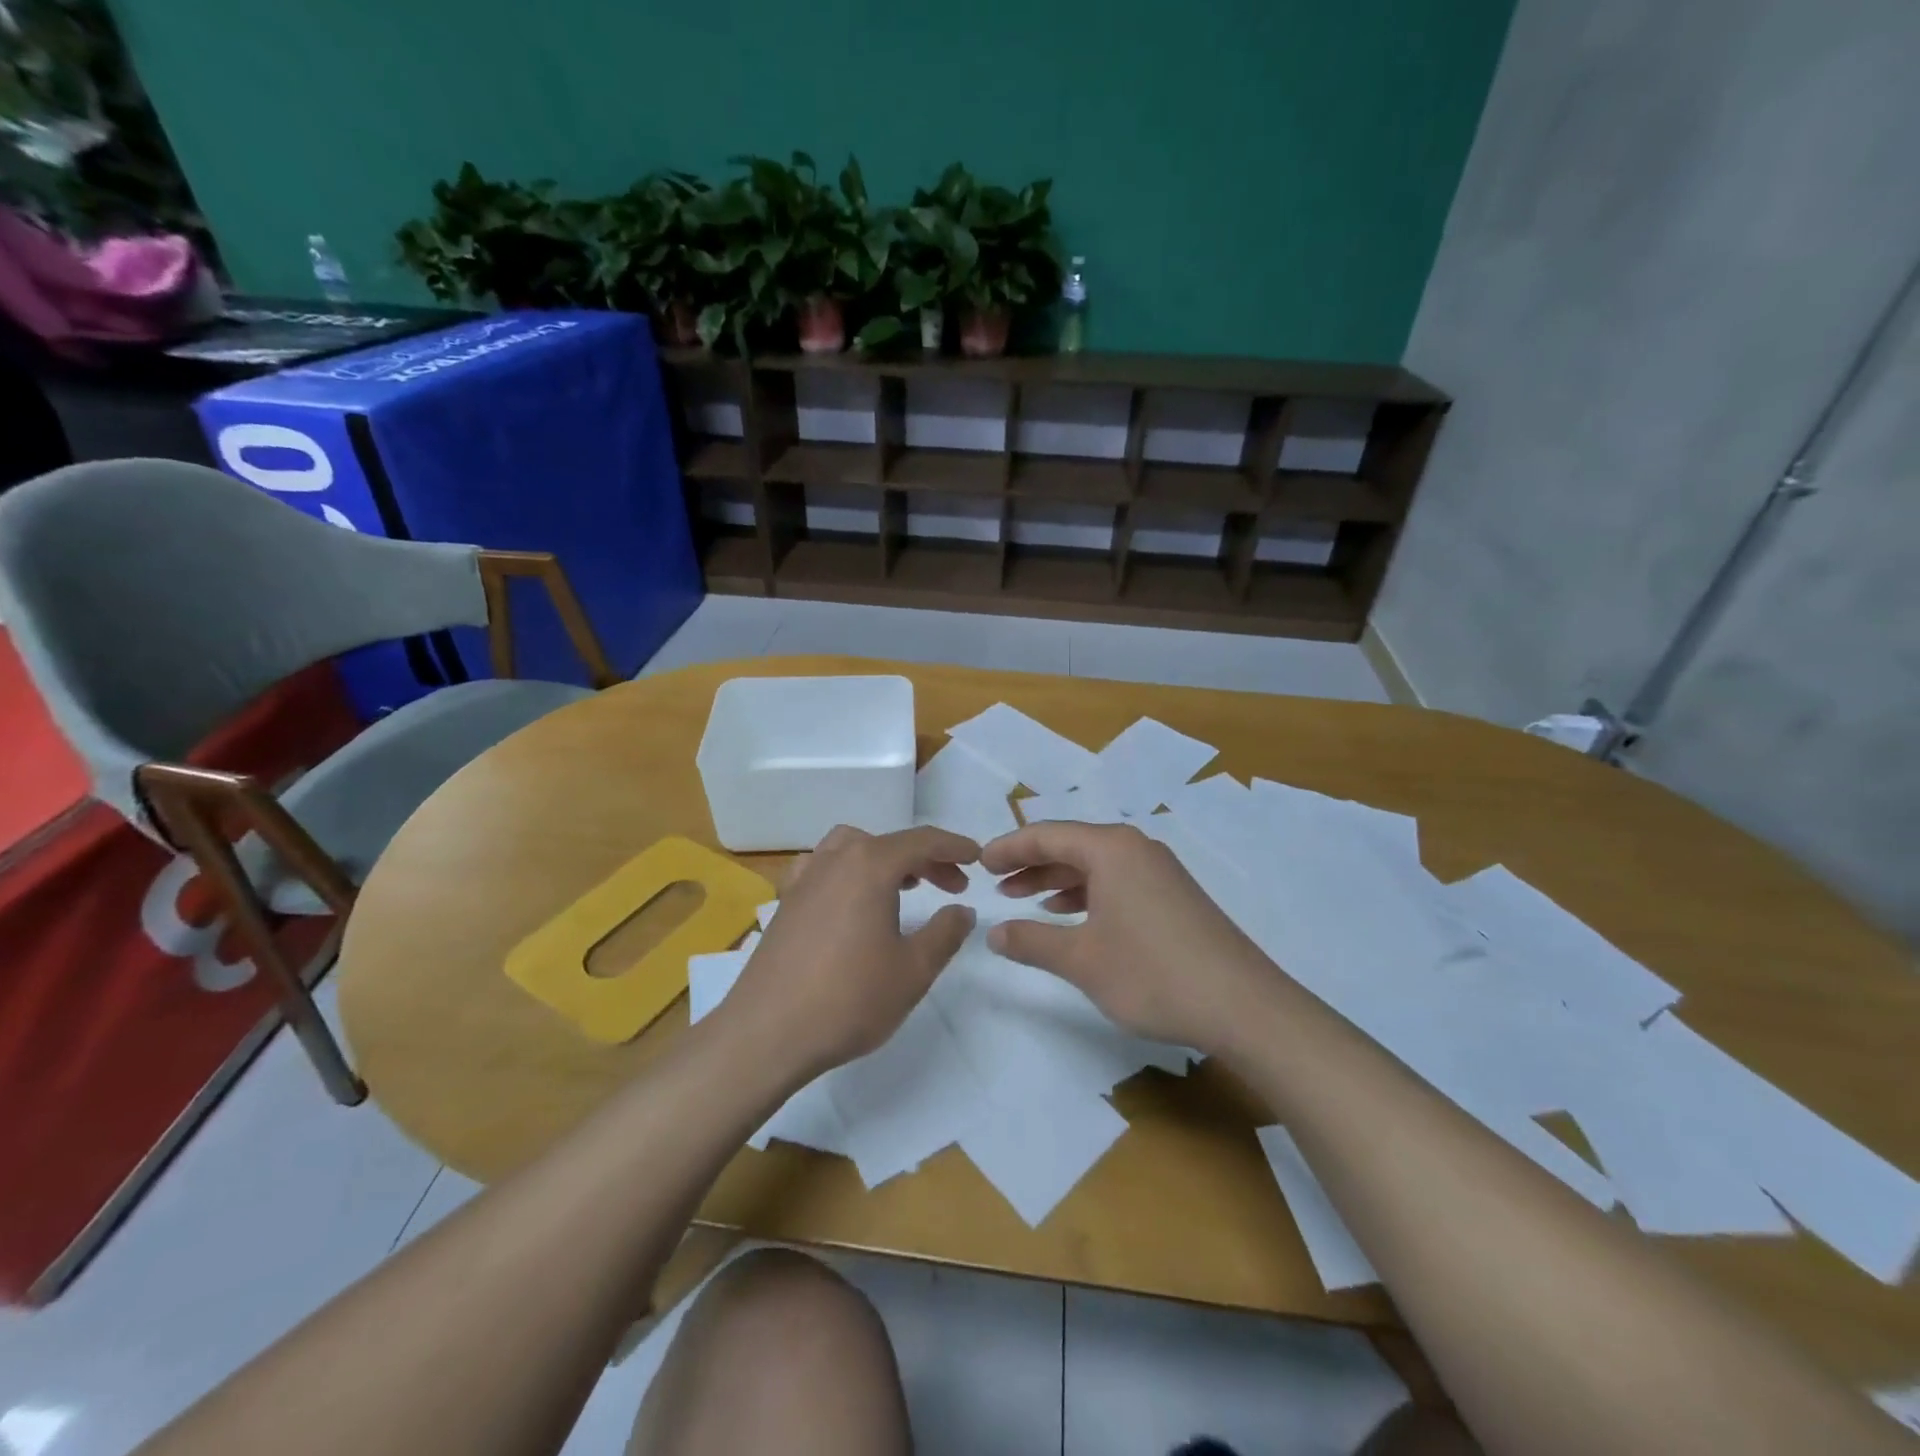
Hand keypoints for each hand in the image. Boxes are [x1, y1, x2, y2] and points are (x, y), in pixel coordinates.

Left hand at [721, 825, 979, 1079]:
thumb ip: (945, 933)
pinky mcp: (786, 902)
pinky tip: (851, 900)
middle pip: (888, 843)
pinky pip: (823, 868)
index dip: (954, 847)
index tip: (978, 858)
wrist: (767, 1033)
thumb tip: (962, 909)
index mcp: (870, 866)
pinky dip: (848, 871)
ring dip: (885, 859)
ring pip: (852, 848)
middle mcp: (835, 860)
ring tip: (905, 886)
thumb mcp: (913, 970)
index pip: (922, 841)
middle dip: (925, 858)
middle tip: (952, 886)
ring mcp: (805, 878)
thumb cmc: (849, 999)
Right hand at [979, 821, 1279, 1054]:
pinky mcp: (1173, 895)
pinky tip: (1071, 917)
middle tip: (996, 884)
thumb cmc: (1153, 974)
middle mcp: (1136, 848)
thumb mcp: (1082, 959)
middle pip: (1071, 845)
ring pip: (1095, 864)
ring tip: (1025, 900)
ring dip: (1057, 880)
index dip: (1009, 847)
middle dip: (1031, 863)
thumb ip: (1032, 941)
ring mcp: (1159, 871)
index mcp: (1111, 849)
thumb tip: (992, 933)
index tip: (979, 863)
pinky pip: (1117, 881)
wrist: (1243, 1006)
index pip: (1047, 835)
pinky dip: (1086, 894)